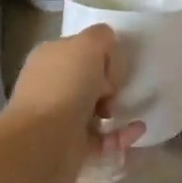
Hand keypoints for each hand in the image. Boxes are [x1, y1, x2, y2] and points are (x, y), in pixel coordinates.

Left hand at [7, 24, 144, 182]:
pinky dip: (121, 134)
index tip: (113, 64)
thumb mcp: (88, 44)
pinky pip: (103, 138)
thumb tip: (108, 48)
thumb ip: (102, 37)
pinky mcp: (72, 146)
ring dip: (117, 108)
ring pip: (96, 108)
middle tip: (116, 88)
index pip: (80, 48)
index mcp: (50, 57)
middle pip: (88, 78)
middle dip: (109, 82)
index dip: (101, 53)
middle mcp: (52, 85)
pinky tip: (138, 129)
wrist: (43, 141)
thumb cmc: (65, 85)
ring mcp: (60, 117)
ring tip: (127, 108)